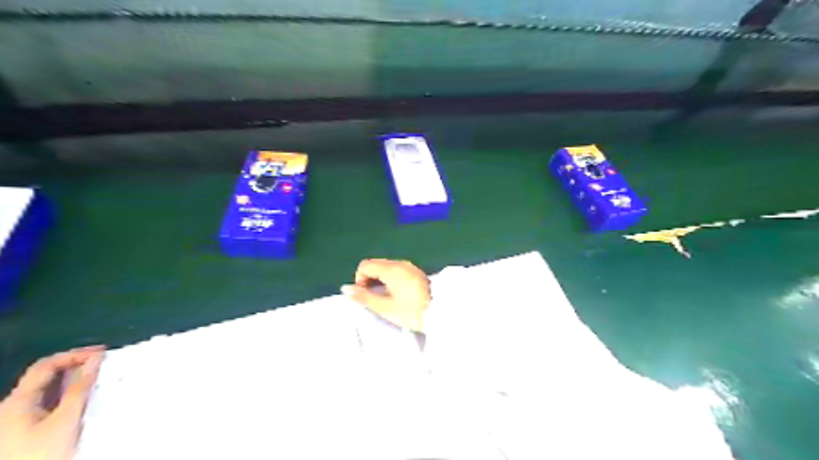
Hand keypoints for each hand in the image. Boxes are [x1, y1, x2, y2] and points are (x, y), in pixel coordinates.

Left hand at [1, 346, 103, 459]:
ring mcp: (14, 420)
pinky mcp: (22, 430)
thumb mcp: (66, 419)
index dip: (73, 354)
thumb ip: (80, 388)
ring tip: (98, 378)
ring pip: (47, 389)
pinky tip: (83, 398)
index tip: (101, 353)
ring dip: (73, 380)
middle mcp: (11, 407)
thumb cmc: (41, 452)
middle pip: (45, 376)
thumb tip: (95, 360)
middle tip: (102, 363)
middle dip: (75, 366)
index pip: (45, 365)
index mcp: (16, 401)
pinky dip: (67, 394)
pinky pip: (47, 402)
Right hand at [341, 259, 431, 330]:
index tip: (365, 296)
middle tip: (374, 299)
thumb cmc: (412, 312)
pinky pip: (397, 271)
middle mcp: (400, 263)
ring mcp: (410, 267)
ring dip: (380, 280)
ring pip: (386, 268)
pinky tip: (396, 295)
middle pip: (375, 264)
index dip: (359, 280)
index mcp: (391, 269)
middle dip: (369, 279)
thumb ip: (364, 297)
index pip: (365, 265)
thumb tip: (346, 289)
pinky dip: (391, 280)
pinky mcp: (416, 273)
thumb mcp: (385, 308)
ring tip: (385, 299)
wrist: (441, 313)